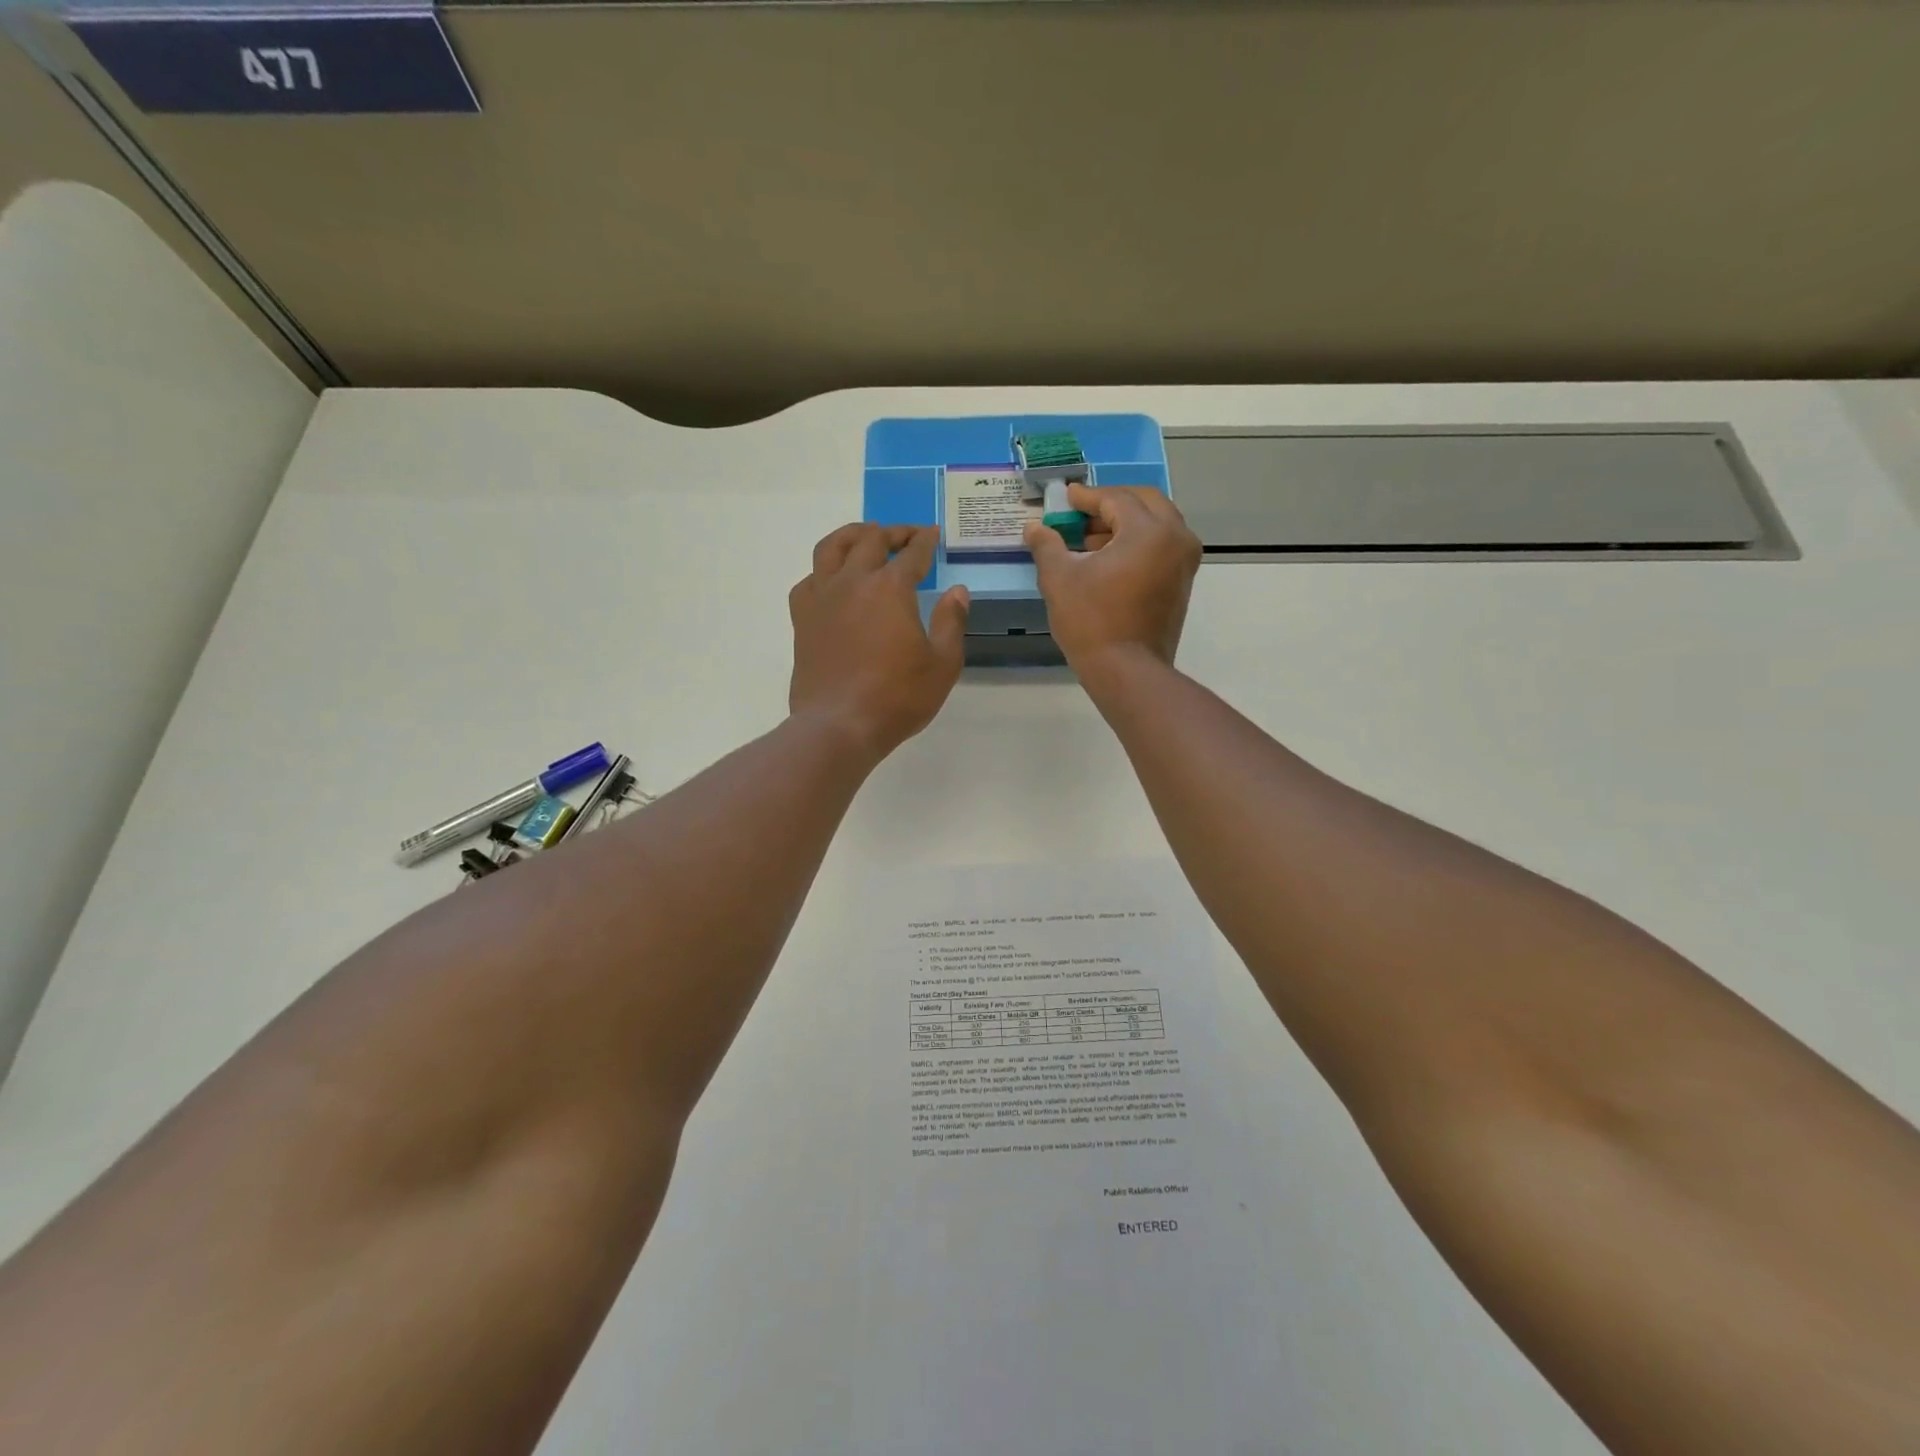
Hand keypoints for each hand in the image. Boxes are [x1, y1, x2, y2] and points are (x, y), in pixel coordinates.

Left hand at [789, 523, 969, 758]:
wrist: (839, 725)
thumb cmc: (897, 697)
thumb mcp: (942, 664)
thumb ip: (952, 622)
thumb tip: (958, 591)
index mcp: (891, 588)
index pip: (912, 554)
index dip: (925, 541)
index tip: (933, 534)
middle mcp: (854, 581)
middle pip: (871, 540)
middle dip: (893, 532)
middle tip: (906, 537)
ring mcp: (822, 597)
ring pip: (832, 547)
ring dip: (852, 535)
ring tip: (865, 538)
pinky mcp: (802, 618)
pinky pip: (809, 580)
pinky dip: (824, 571)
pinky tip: (833, 581)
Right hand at [1024, 485, 1201, 676]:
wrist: (1127, 672)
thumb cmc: (1092, 622)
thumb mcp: (1059, 579)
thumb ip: (1047, 545)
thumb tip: (1034, 526)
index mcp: (1149, 531)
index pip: (1116, 499)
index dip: (1086, 497)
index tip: (1065, 497)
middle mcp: (1176, 538)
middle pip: (1144, 503)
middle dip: (1111, 504)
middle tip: (1081, 514)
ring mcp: (1184, 561)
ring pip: (1156, 524)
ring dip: (1125, 524)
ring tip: (1089, 540)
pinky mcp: (1182, 582)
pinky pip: (1162, 546)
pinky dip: (1138, 543)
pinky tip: (1108, 560)